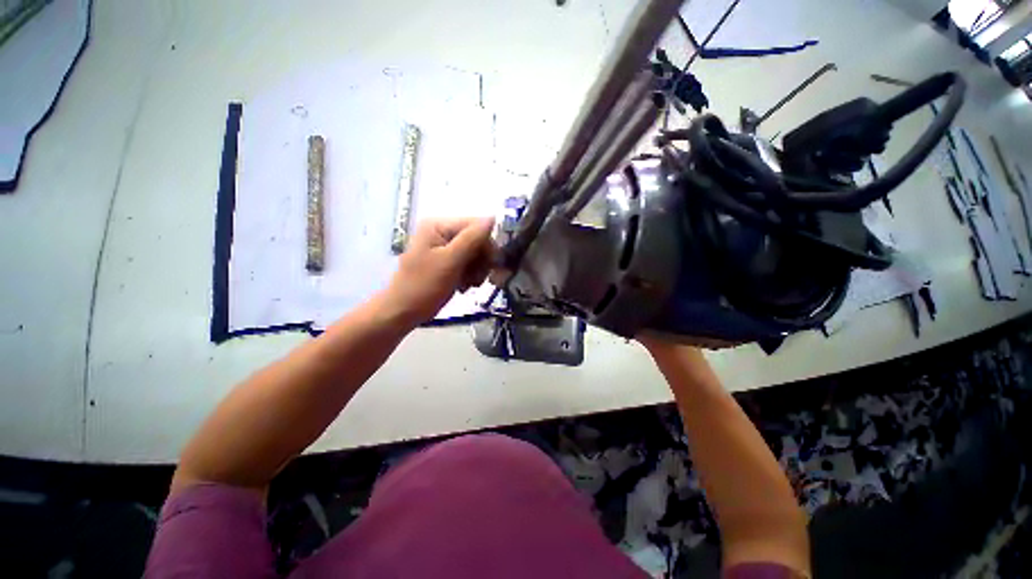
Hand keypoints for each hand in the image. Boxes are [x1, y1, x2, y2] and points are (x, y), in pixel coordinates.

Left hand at [384, 217, 495, 325]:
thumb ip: (472, 239)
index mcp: (439, 225)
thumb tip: (493, 217)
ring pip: (476, 253)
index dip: (487, 244)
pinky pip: (470, 263)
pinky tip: (464, 286)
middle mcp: (442, 232)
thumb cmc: (424, 286)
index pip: (476, 226)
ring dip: (477, 270)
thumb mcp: (450, 261)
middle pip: (478, 240)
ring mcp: (445, 247)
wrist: (403, 312)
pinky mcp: (448, 261)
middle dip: (481, 261)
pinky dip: (471, 275)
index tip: (490, 265)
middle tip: (476, 279)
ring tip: (468, 284)